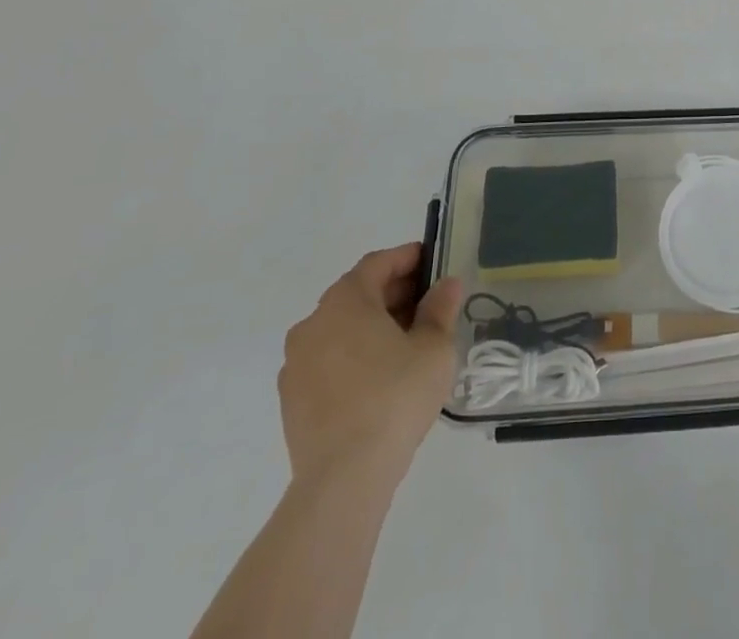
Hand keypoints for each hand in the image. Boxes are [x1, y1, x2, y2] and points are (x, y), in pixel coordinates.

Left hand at [279, 244, 462, 486]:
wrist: (343, 479)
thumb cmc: (394, 397)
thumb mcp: (434, 347)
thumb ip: (440, 309)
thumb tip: (446, 285)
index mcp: (345, 301)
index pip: (378, 263)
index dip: (408, 258)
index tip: (434, 263)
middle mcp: (313, 323)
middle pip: (358, 294)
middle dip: (394, 294)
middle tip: (429, 304)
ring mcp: (296, 364)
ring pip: (341, 329)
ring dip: (374, 326)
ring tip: (409, 343)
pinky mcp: (292, 401)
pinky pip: (329, 362)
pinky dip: (355, 357)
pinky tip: (382, 378)